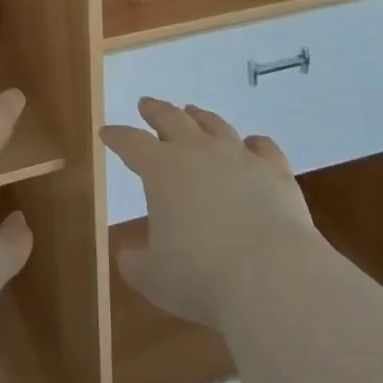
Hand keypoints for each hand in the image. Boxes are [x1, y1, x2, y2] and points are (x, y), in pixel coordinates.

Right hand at [101, 99, 319, 326]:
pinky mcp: (276, 173)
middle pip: (172, 119)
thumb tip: (128, 256)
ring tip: (193, 112)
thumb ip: (136, 263)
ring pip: (216, 126)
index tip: (106, 132)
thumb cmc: (202, 277)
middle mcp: (199, 152)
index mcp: (162, 170)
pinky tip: (253, 143)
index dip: (117, 137)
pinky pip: (264, 148)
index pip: (131, 143)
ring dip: (201, 118)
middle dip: (156, 111)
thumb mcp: (154, 278)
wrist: (272, 278)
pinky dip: (256, 143)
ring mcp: (240, 158)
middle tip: (147, 105)